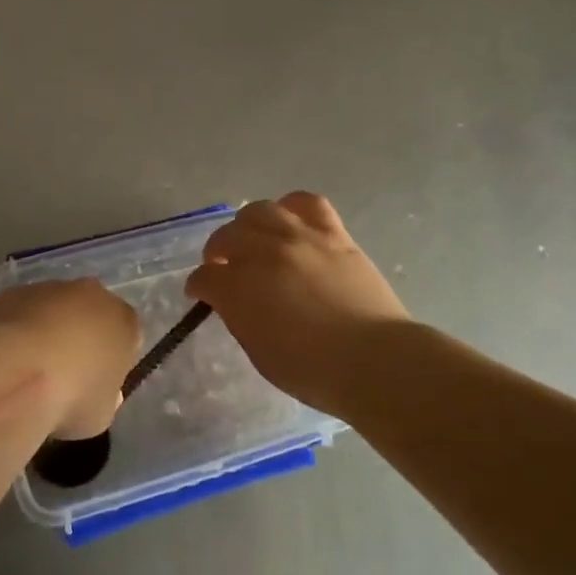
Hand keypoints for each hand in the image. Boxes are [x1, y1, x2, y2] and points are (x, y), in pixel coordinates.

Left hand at [0, 279, 140, 438]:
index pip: (127, 336)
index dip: (113, 359)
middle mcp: (92, 294)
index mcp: (123, 321)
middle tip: (65, 372)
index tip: (97, 382)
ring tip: (30, 367)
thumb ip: (105, 396)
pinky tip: (8, 356)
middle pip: (92, 313)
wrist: (15, 373)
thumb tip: (98, 390)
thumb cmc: (70, 397)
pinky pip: (24, 310)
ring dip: (49, 328)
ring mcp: (52, 288)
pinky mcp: (16, 290)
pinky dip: (19, 328)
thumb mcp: (101, 414)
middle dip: (82, 336)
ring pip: (56, 308)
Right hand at [187, 192, 413, 416]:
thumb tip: (232, 300)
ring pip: (260, 211)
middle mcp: (263, 254)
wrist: (375, 361)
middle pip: (227, 235)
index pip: (205, 278)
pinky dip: (292, 208)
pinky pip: (306, 202)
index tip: (201, 294)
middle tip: (225, 265)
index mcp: (239, 289)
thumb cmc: (314, 371)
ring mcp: (299, 237)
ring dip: (248, 225)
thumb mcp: (260, 352)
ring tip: (254, 239)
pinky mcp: (332, 233)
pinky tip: (291, 222)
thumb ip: (239, 318)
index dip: (199, 286)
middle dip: (219, 251)